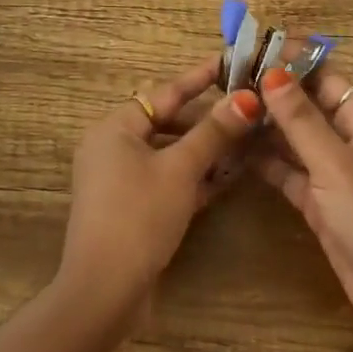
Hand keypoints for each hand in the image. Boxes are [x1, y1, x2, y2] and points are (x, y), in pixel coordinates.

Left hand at [58, 55, 261, 315]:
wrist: (105, 289)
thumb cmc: (139, 216)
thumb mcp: (180, 169)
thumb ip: (214, 132)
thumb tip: (247, 97)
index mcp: (115, 128)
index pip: (165, 92)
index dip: (200, 78)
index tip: (231, 62)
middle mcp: (112, 147)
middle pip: (167, 122)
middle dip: (207, 120)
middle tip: (247, 109)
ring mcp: (120, 179)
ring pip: (169, 153)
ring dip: (204, 150)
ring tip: (246, 141)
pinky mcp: (130, 206)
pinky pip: (165, 180)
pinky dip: (192, 177)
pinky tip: (227, 177)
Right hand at [253, 67, 352, 341]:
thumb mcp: (334, 164)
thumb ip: (301, 120)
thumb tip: (272, 73)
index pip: (326, 78)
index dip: (293, 62)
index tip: (252, 48)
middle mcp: (351, 141)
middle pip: (308, 107)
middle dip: (273, 94)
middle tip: (226, 79)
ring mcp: (334, 172)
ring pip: (295, 139)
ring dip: (265, 127)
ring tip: (223, 108)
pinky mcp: (319, 201)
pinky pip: (289, 171)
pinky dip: (266, 162)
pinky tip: (235, 149)